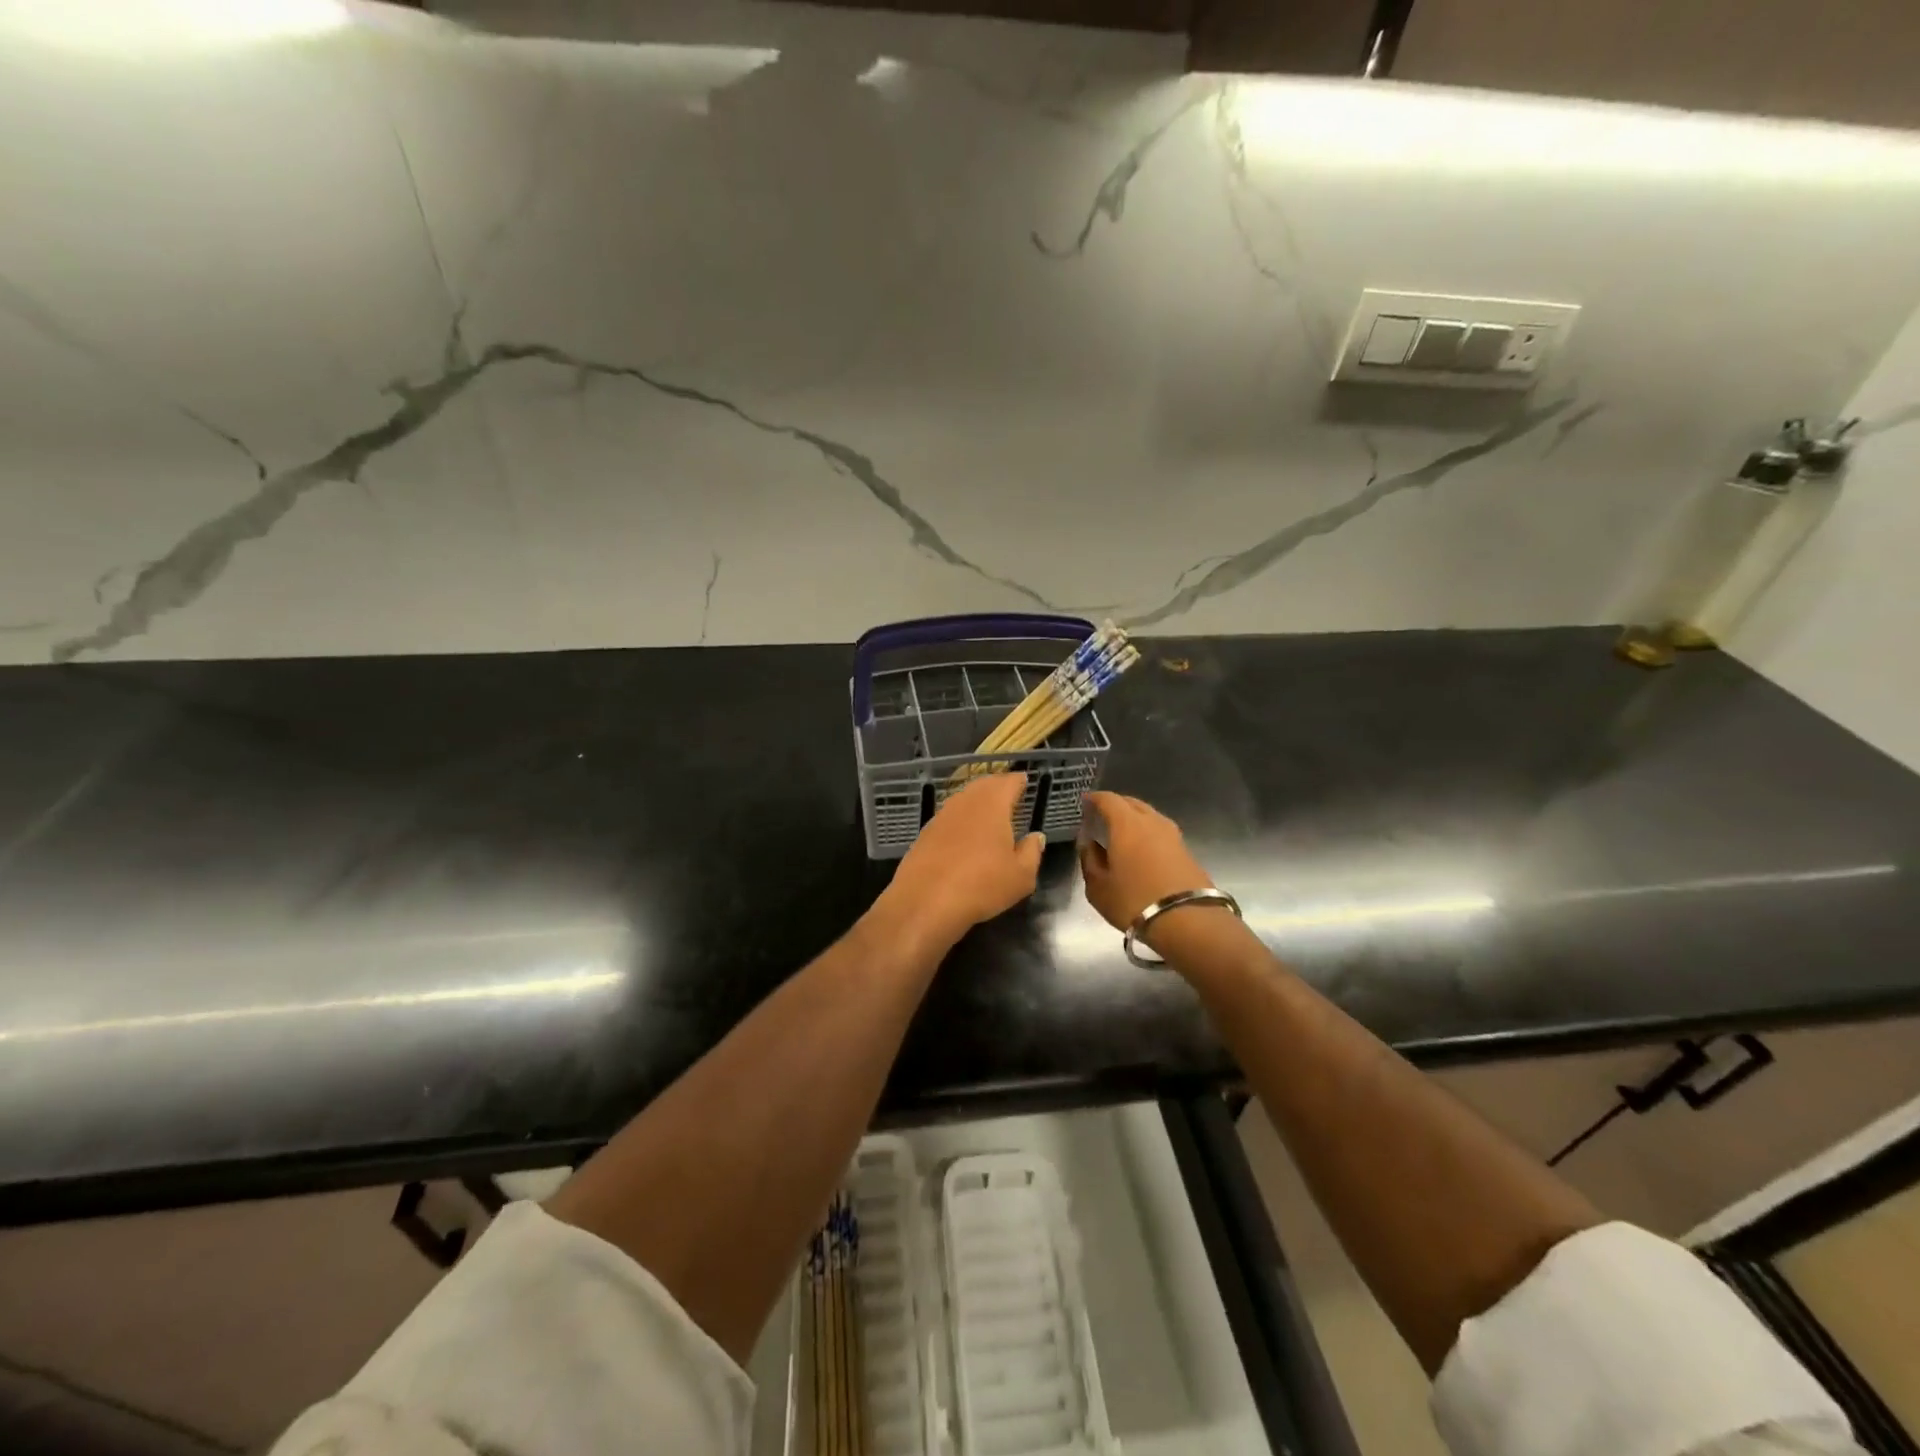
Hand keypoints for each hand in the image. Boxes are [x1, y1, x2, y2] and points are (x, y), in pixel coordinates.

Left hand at [882, 773, 1043, 945]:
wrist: (924, 901)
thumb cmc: (981, 885)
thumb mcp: (1021, 876)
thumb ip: (1032, 852)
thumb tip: (1036, 837)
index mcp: (992, 804)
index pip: (1008, 782)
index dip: (1018, 781)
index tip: (1024, 782)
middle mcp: (966, 802)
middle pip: (984, 785)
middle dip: (998, 787)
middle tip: (1009, 794)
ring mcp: (942, 815)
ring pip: (964, 799)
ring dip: (978, 801)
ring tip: (989, 814)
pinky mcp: (925, 832)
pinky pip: (949, 816)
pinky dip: (961, 819)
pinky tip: (965, 835)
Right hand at [1078, 792, 1217, 941]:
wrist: (1189, 921)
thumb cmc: (1134, 901)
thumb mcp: (1098, 886)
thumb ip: (1089, 859)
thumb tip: (1088, 843)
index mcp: (1126, 824)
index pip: (1108, 799)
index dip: (1095, 799)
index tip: (1085, 803)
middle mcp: (1151, 821)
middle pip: (1131, 803)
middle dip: (1115, 806)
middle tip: (1101, 817)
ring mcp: (1173, 835)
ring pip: (1149, 816)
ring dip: (1134, 819)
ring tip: (1121, 833)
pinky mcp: (1186, 851)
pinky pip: (1161, 832)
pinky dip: (1148, 834)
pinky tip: (1142, 849)